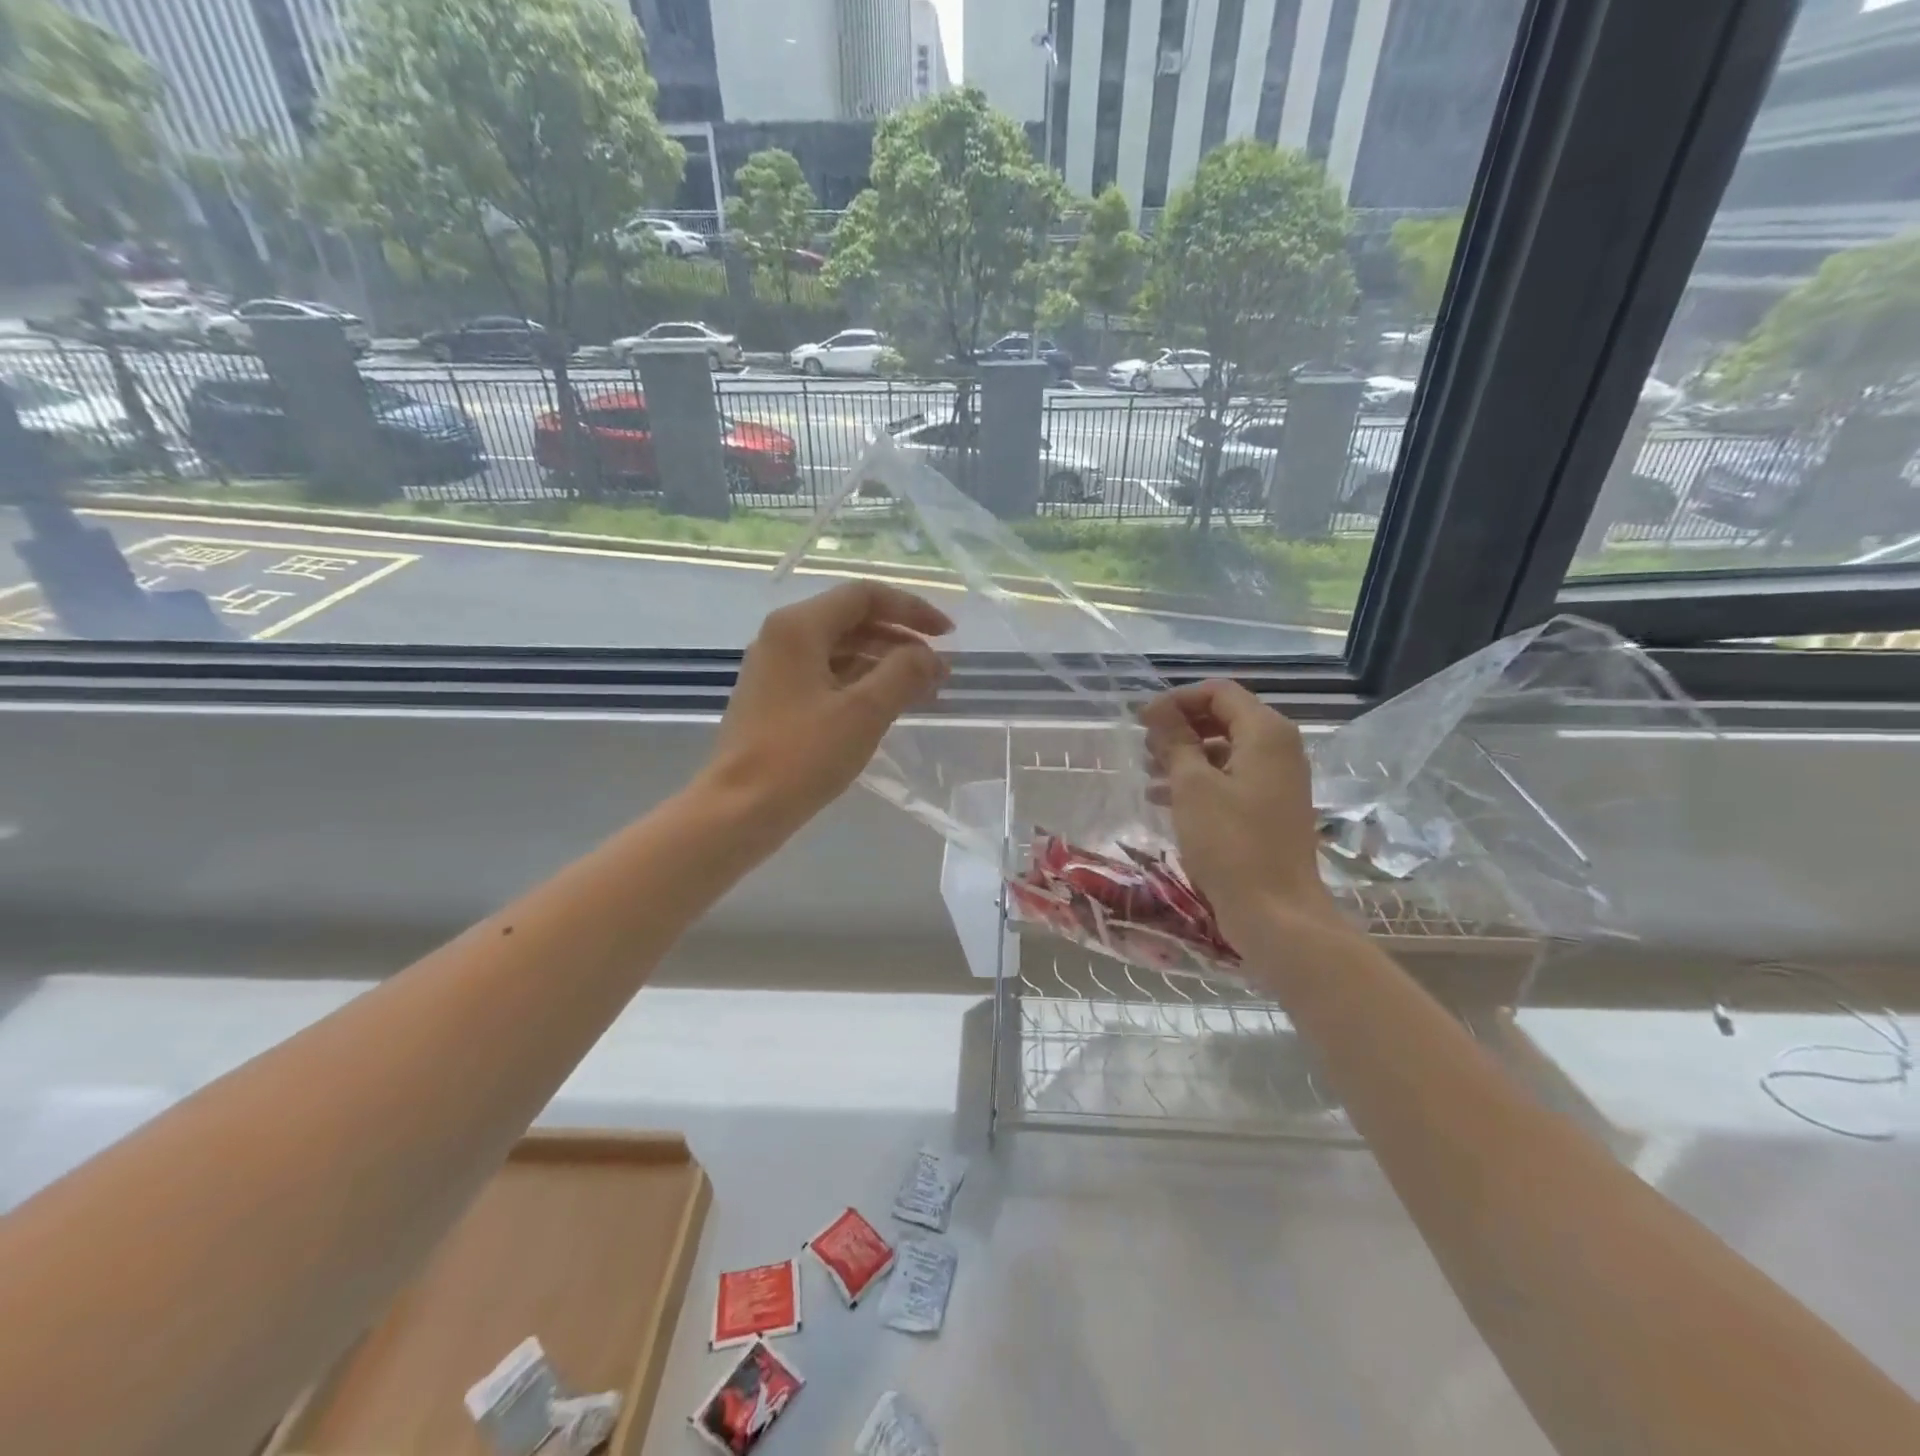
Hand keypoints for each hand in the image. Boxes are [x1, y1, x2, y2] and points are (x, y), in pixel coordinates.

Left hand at [703, 582, 953, 834]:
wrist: (739, 808)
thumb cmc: (802, 755)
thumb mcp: (864, 712)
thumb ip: (904, 673)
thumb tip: (928, 656)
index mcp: (799, 626)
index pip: (865, 595)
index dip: (912, 609)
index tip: (947, 635)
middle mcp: (782, 636)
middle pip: (851, 618)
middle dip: (900, 638)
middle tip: (938, 667)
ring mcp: (775, 668)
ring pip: (840, 648)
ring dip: (883, 662)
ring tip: (922, 689)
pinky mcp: (774, 697)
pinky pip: (826, 673)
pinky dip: (860, 681)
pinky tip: (886, 704)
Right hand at [1140, 680, 1335, 951]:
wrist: (1275, 912)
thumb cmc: (1231, 843)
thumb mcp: (1192, 786)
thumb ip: (1175, 741)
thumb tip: (1158, 709)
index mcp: (1266, 733)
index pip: (1219, 692)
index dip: (1177, 700)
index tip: (1142, 721)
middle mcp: (1279, 749)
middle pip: (1224, 718)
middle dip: (1181, 727)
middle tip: (1144, 747)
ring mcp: (1278, 781)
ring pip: (1225, 750)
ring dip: (1185, 755)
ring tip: (1148, 773)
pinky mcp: (1270, 808)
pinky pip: (1231, 779)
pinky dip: (1199, 781)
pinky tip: (1164, 799)